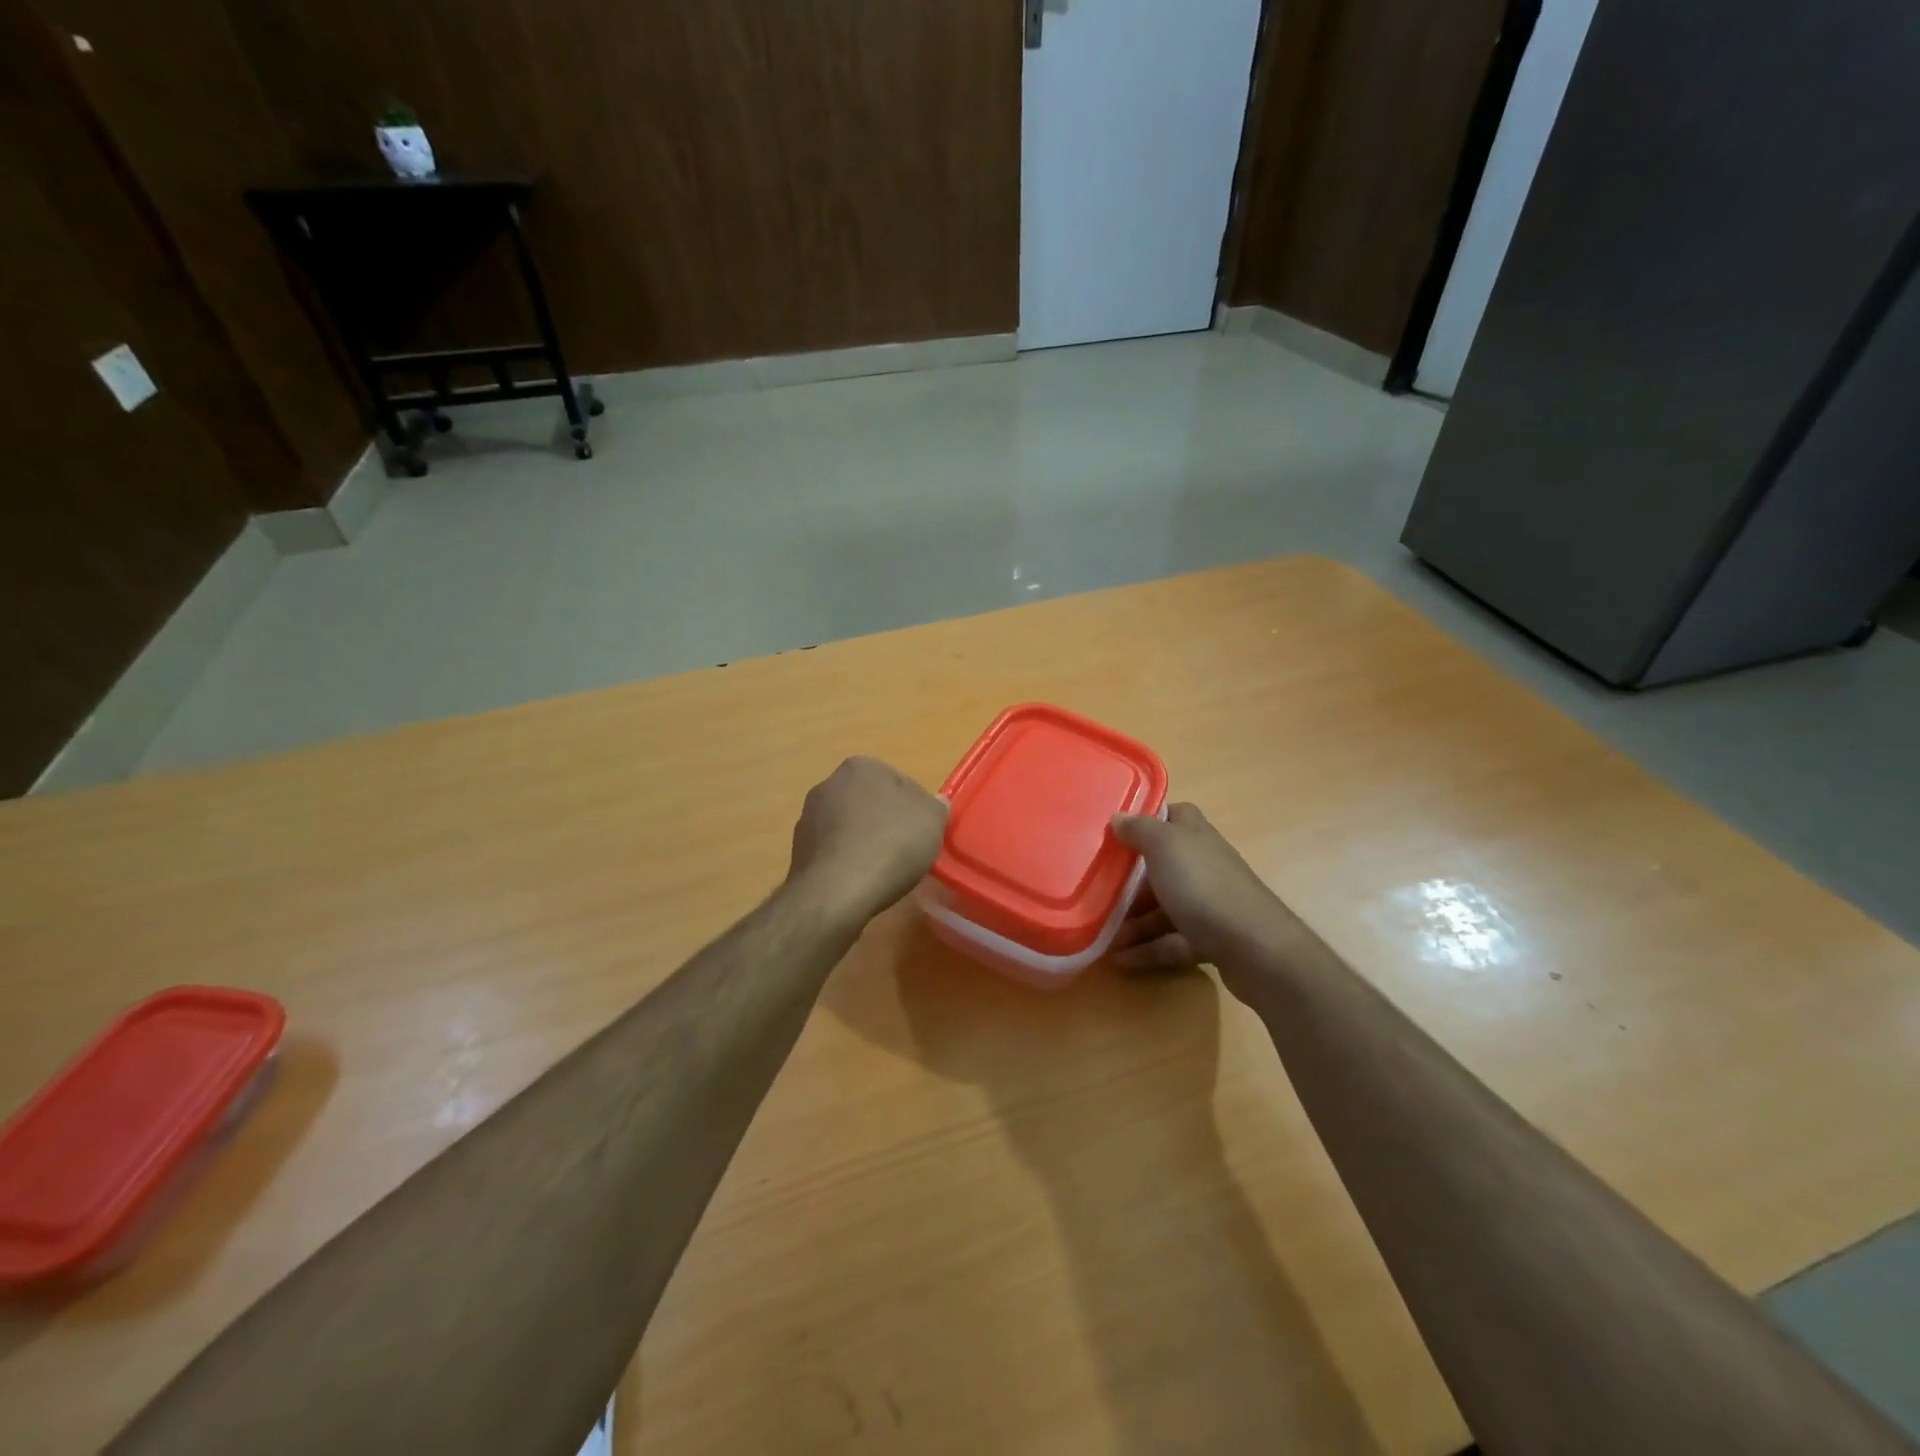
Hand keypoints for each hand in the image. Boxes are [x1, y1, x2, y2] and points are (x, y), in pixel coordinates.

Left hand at [787, 757, 948, 925]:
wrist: (837, 891)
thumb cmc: (891, 845)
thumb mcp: (932, 820)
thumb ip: (936, 806)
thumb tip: (933, 803)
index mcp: (861, 766)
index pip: (899, 781)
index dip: (916, 808)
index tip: (924, 832)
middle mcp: (829, 783)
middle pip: (871, 802)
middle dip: (886, 821)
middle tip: (906, 849)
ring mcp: (809, 817)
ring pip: (850, 826)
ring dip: (865, 841)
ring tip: (884, 870)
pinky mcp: (798, 850)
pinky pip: (835, 851)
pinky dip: (848, 861)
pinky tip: (861, 881)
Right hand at [1110, 804, 1296, 988]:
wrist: (1255, 949)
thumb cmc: (1204, 886)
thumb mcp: (1164, 846)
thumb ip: (1140, 829)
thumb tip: (1119, 818)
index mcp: (1195, 836)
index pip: (1173, 816)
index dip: (1147, 820)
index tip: (1115, 833)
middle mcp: (1204, 864)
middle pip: (1162, 865)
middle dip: (1130, 879)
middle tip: (1097, 888)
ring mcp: (1210, 903)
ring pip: (1165, 907)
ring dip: (1133, 921)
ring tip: (1102, 935)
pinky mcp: (1212, 939)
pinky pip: (1171, 941)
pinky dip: (1147, 949)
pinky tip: (1119, 959)